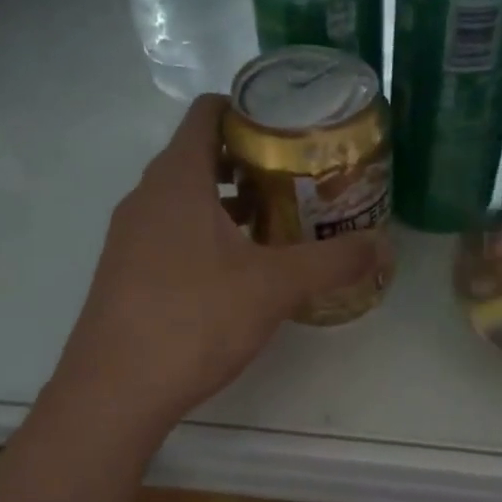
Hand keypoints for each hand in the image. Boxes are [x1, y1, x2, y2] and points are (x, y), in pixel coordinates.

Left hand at [50, 95, 386, 433]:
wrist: (116, 390)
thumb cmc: (195, 319)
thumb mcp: (274, 287)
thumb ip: (332, 262)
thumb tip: (385, 247)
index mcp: (177, 179)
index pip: (209, 113)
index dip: (251, 111)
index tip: (294, 130)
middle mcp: (147, 197)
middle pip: (201, 155)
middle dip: (252, 162)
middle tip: (301, 180)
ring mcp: (132, 236)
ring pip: (187, 198)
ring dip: (232, 203)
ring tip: (280, 224)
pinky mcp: (128, 272)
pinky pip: (173, 232)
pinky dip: (210, 235)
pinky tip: (241, 270)